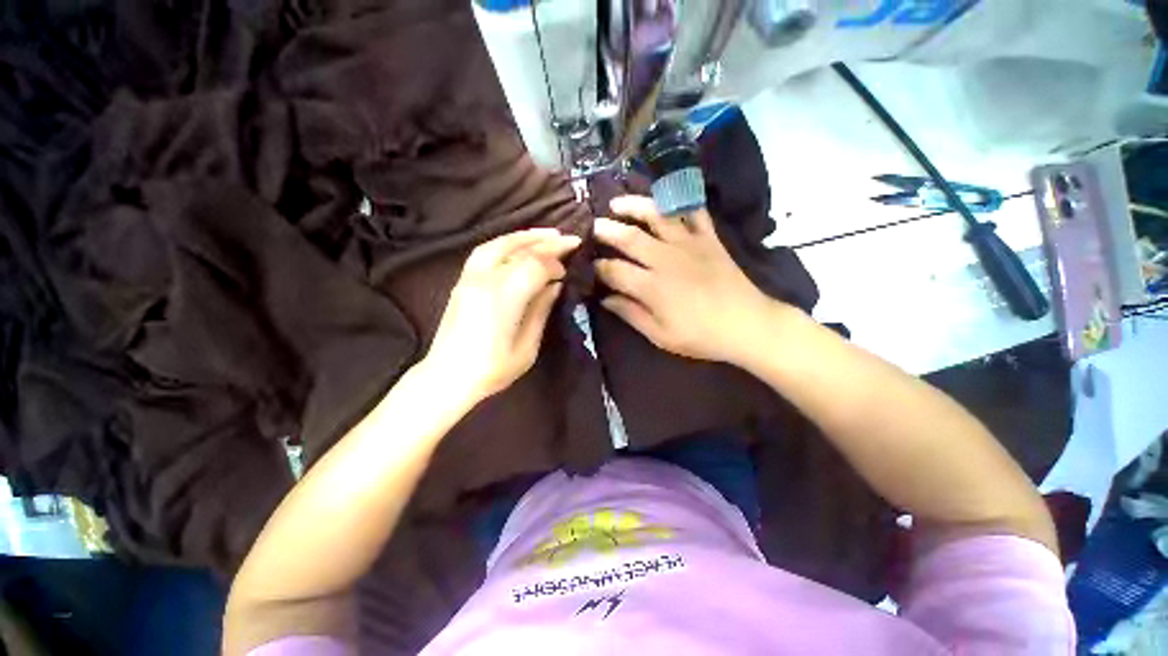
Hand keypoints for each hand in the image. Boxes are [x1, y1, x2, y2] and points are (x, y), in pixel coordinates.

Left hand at [424, 229, 580, 402]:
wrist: (448, 377)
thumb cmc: (492, 369)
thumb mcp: (527, 347)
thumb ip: (541, 310)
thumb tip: (555, 286)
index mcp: (503, 298)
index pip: (535, 265)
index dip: (555, 263)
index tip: (568, 271)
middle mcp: (485, 280)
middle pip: (520, 250)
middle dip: (548, 243)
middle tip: (570, 239)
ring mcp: (470, 277)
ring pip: (500, 244)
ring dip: (526, 236)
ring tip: (548, 234)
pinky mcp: (462, 280)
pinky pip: (486, 250)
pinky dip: (507, 242)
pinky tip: (519, 244)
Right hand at [594, 195, 779, 364]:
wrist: (747, 324)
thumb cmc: (700, 336)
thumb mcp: (660, 335)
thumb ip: (630, 314)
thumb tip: (605, 299)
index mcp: (651, 286)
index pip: (614, 270)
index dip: (599, 267)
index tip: (591, 266)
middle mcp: (666, 259)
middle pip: (629, 237)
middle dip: (607, 230)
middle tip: (593, 225)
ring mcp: (689, 244)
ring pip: (656, 216)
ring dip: (634, 206)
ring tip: (618, 203)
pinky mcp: (709, 238)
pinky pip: (693, 211)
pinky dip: (679, 201)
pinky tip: (665, 198)